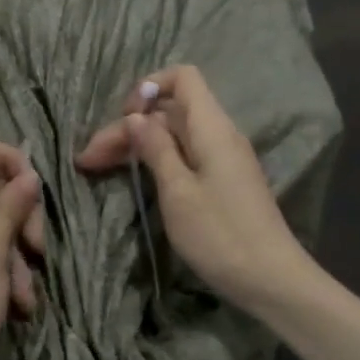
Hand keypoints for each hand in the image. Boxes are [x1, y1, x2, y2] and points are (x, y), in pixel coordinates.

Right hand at [76, 65, 312, 313]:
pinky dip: (154, 161)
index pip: (182, 78)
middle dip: (127, 127)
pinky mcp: (221, 181)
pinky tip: (133, 178)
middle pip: (168, 111)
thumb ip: (156, 148)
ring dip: (136, 146)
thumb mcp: (178, 191)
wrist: (271, 281)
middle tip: (88, 159)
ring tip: (97, 167)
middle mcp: (218, 134)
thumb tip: (136, 116)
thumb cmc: (220, 234)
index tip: (125, 118)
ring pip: (172, 135)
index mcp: (211, 128)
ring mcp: (222, 159)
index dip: (149, 87)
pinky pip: (183, 155)